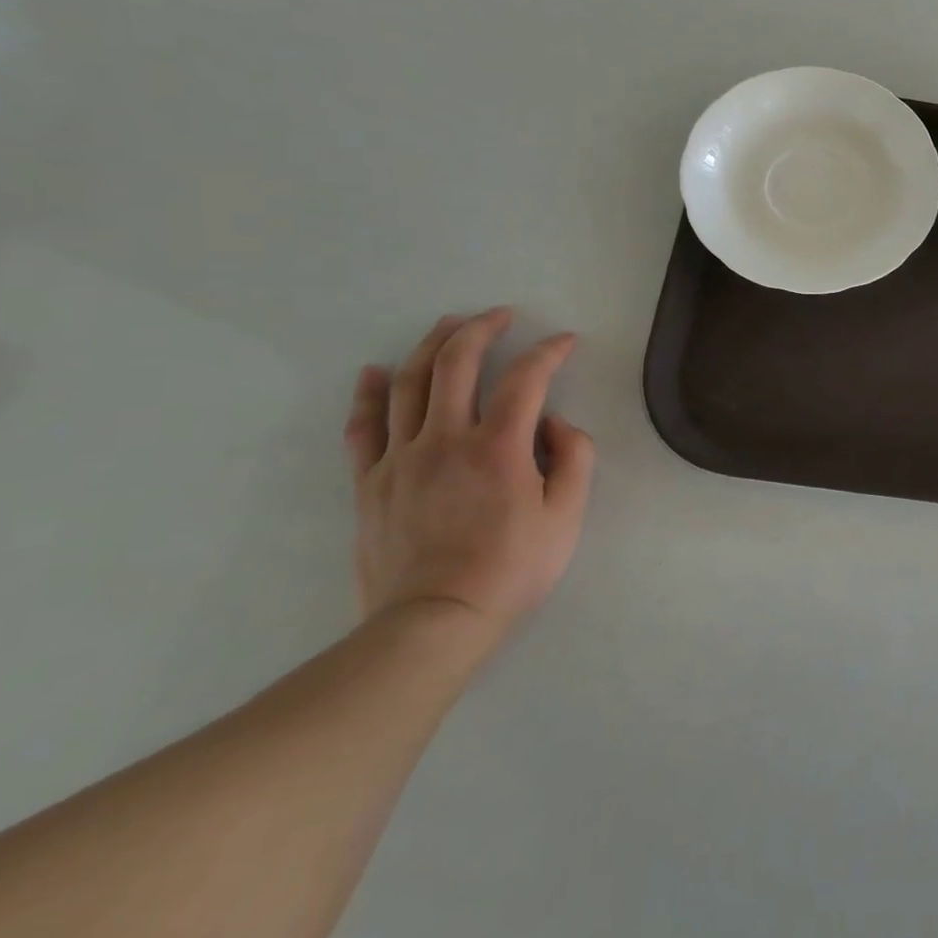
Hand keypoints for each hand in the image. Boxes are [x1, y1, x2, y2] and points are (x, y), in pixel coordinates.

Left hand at [344, 308, 595, 643]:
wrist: (433, 623)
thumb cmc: (511, 569)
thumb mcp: (567, 517)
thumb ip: (573, 459)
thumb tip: (554, 424)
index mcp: (499, 447)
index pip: (526, 379)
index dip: (549, 351)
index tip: (565, 341)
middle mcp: (446, 439)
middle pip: (457, 364)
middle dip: (481, 328)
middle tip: (500, 314)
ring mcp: (401, 458)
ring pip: (409, 384)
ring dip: (431, 345)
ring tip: (448, 324)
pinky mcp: (371, 483)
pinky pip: (364, 427)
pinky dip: (370, 394)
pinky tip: (375, 373)